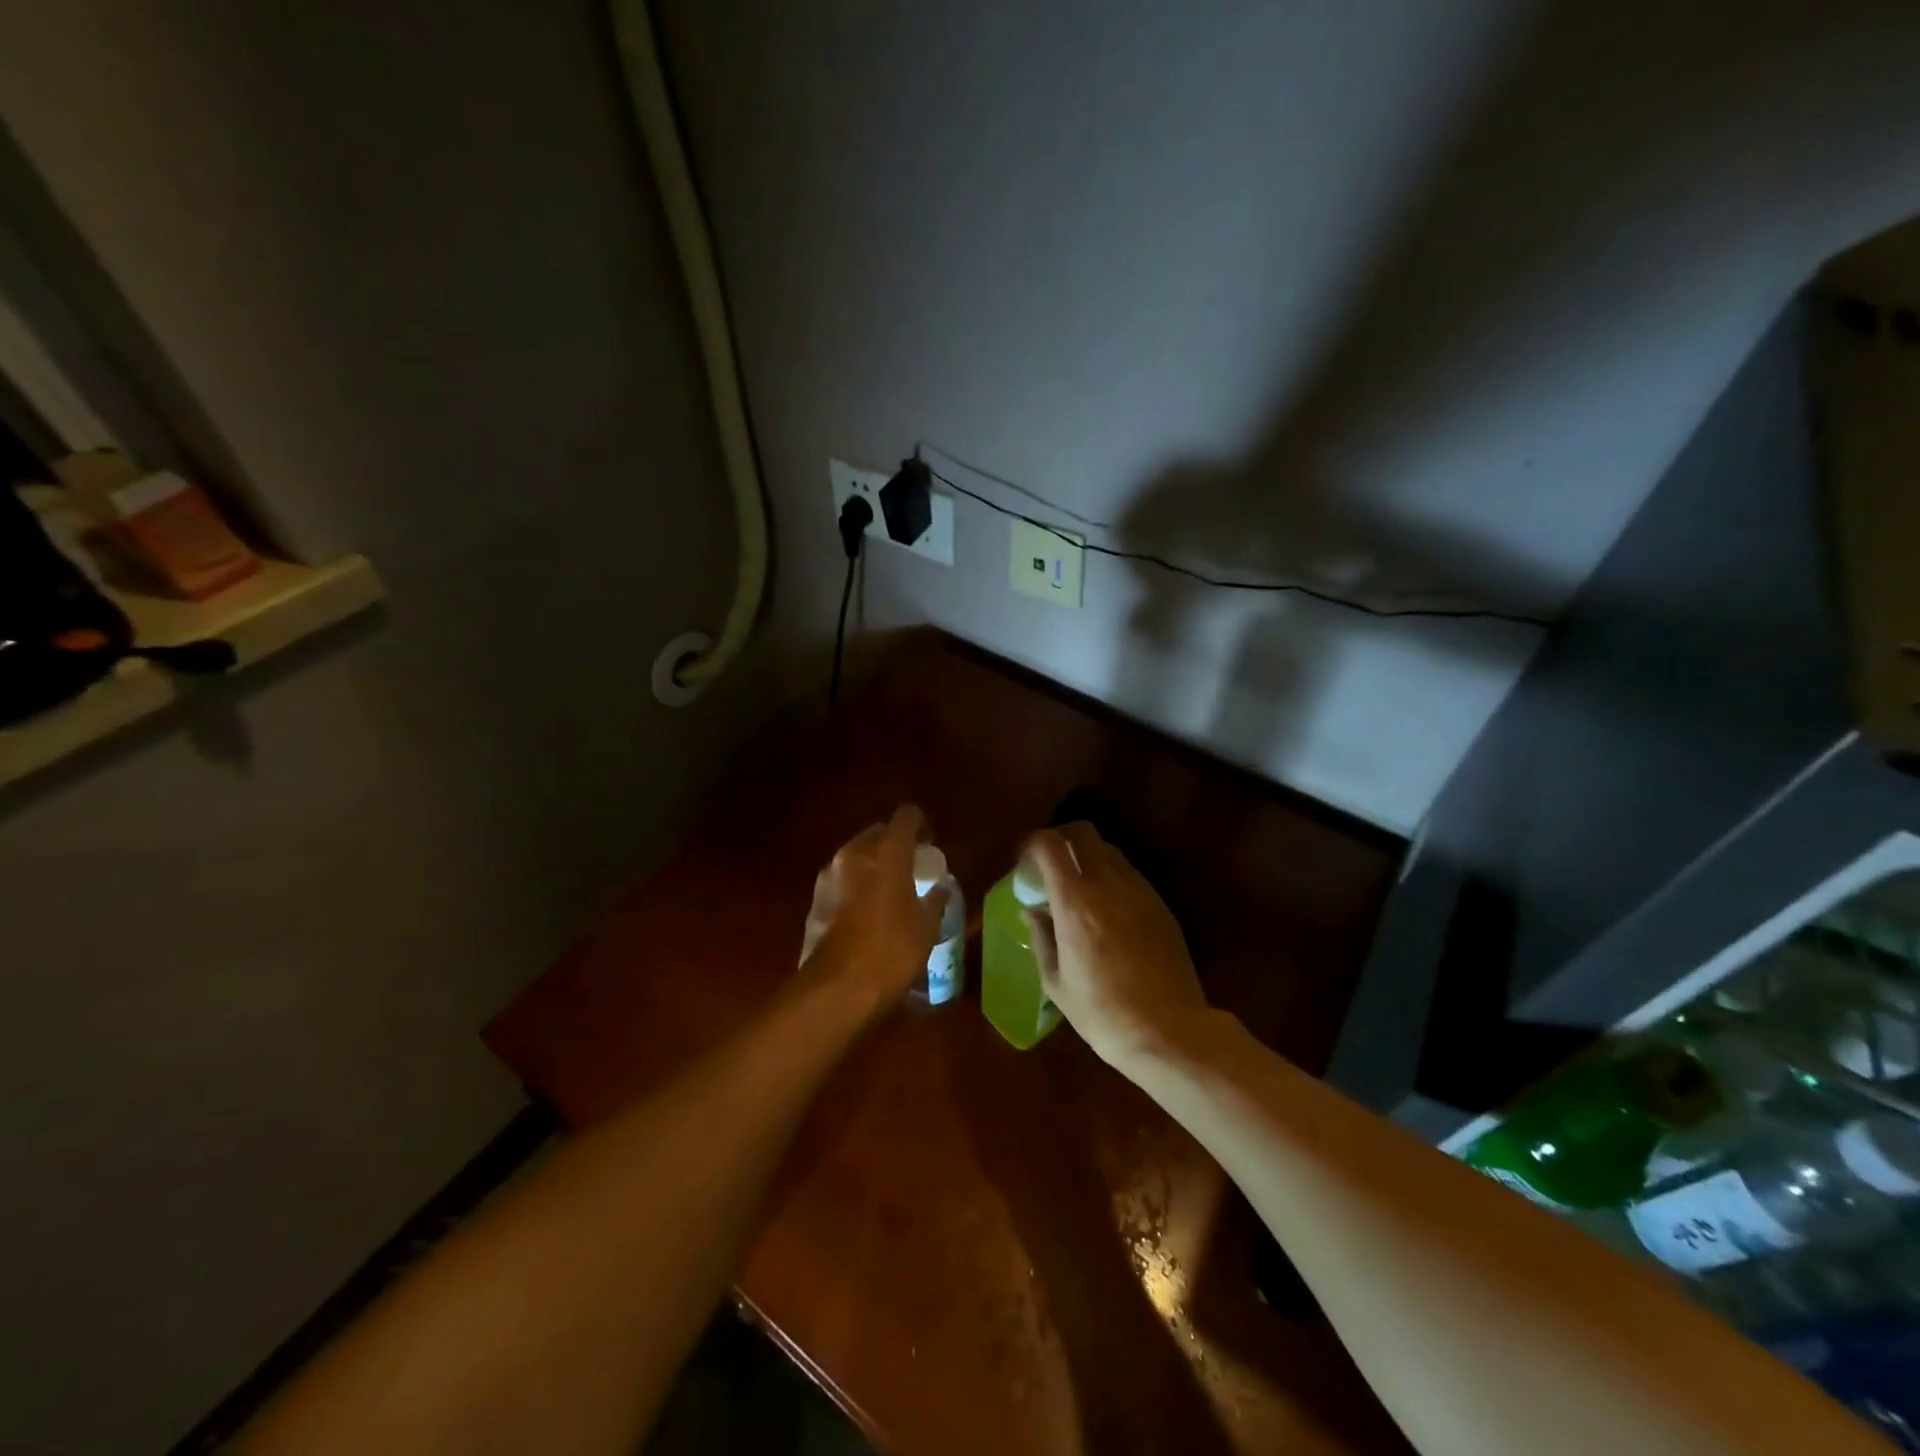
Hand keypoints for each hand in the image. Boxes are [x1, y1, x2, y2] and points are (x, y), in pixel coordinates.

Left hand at [796, 804, 949, 1018]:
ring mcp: (830, 874)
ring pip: (856, 854)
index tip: (930, 843)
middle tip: (911, 867)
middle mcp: (855, 853)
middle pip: (878, 833)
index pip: (906, 817)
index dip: (920, 824)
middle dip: (894, 843)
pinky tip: (867, 911)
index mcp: (887, 853)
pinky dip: (856, 885)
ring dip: (873, 863)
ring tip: (889, 889)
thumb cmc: (891, 952)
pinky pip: (842, 879)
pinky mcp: (816, 897)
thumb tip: (941, 888)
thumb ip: (935, 901)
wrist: (836, 989)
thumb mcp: (926, 928)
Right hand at [1022, 823, 1209, 1068]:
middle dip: (1061, 838)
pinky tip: (1105, 909)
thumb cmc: (1102, 1012)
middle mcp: (1108, 884)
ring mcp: (1139, 891)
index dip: (1032, 844)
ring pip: (1109, 850)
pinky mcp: (1160, 905)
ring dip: (1088, 857)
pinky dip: (1110, 877)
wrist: (1169, 1032)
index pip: (1050, 845)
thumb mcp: (1056, 982)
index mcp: (1075, 901)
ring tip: (1077, 886)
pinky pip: (1129, 874)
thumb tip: (1031, 910)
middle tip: (1049, 863)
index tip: (1022, 860)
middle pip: (1083, 832)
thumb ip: (1041, 937)